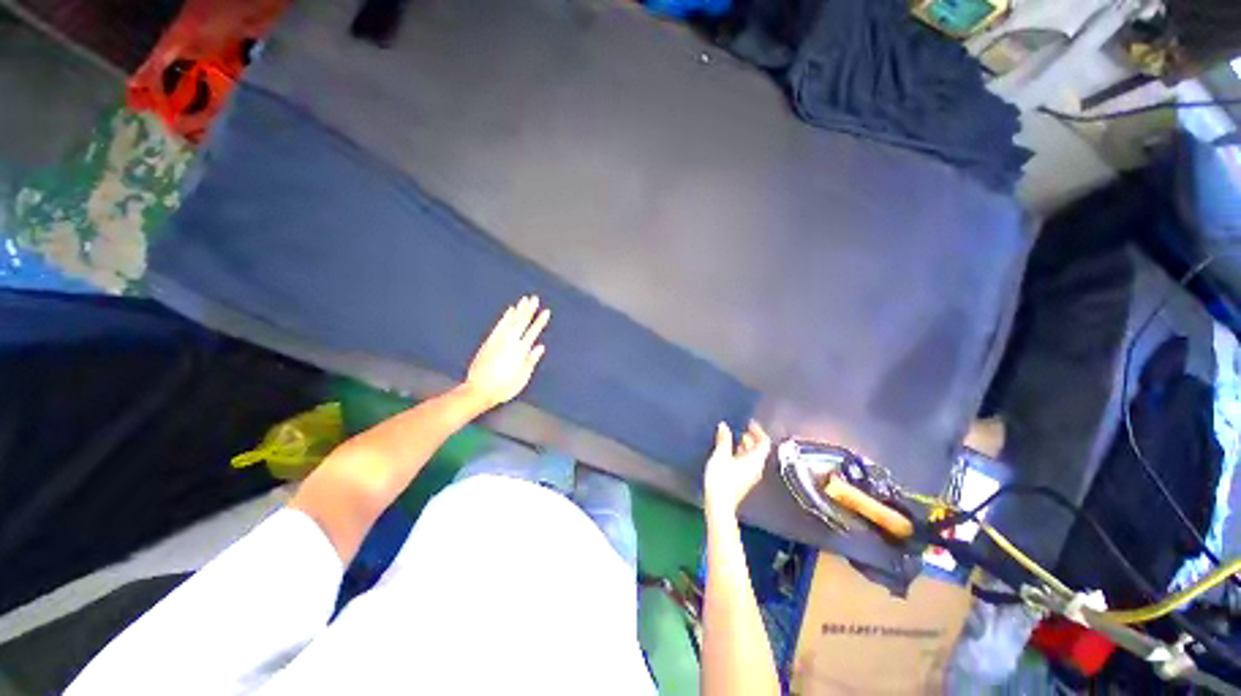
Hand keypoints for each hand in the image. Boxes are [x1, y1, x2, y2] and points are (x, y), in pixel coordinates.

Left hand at [465, 296, 549, 407]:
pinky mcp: (489, 342)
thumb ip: (531, 360)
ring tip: (523, 300)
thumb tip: (540, 347)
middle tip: (534, 298)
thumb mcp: (522, 377)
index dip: (540, 321)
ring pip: (510, 321)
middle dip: (529, 310)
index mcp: (520, 351)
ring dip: (518, 310)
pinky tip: (509, 312)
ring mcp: (498, 341)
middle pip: (521, 322)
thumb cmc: (504, 387)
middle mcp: (509, 343)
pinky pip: (499, 325)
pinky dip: (505, 317)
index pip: (533, 332)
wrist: (478, 389)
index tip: (546, 311)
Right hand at [703, 420, 770, 517]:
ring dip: (746, 446)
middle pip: (760, 450)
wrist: (719, 504)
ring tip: (735, 438)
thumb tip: (724, 426)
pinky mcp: (743, 480)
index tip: (749, 423)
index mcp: (755, 460)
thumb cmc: (721, 478)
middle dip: (752, 438)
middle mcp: (756, 467)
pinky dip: (742, 454)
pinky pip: (747, 463)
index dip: (758, 431)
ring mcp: (750, 475)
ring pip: (753, 457)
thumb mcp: (721, 455)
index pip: (764, 442)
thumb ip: (724, 439)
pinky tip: (730, 452)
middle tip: (742, 429)